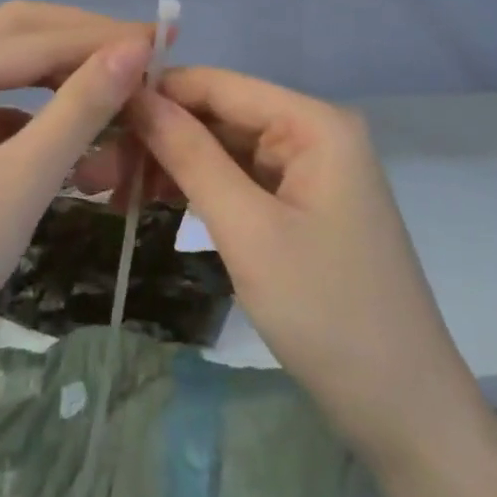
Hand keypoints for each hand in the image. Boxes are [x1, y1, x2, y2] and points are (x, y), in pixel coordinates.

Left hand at [0, 3, 151, 404]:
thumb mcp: (19, 183)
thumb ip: (79, 110)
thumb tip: (134, 49)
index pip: (39, 39)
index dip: (106, 38)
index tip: (168, 40)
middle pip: (20, 37)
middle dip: (83, 42)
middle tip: (145, 54)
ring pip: (11, 75)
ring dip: (64, 81)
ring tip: (121, 94)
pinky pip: (0, 114)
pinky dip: (42, 120)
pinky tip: (78, 146)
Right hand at [129, 69, 477, 469]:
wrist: (404, 412)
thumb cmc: (328, 313)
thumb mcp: (248, 230)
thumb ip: (190, 155)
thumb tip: (136, 96)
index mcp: (313, 123)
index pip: (218, 84)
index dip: (155, 92)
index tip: (92, 110)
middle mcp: (312, 133)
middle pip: (218, 115)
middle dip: (157, 136)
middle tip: (93, 167)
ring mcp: (307, 172)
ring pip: (222, 149)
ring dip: (169, 164)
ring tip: (108, 187)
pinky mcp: (299, 207)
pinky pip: (237, 180)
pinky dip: (195, 189)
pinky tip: (148, 200)